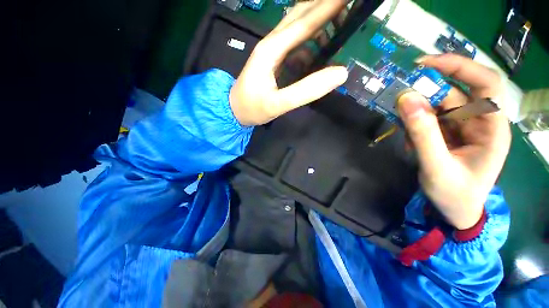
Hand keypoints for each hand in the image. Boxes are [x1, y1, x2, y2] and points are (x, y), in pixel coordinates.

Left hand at [229, 0, 348, 125]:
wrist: (234, 111)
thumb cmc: (252, 108)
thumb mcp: (278, 104)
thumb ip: (306, 90)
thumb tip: (340, 72)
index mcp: (272, 49)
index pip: (305, 21)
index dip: (329, 7)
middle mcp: (272, 43)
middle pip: (301, 15)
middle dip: (325, 7)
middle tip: (348, 10)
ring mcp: (273, 50)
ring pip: (298, 27)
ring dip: (319, 24)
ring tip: (339, 29)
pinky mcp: (274, 59)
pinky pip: (295, 44)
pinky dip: (311, 43)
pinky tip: (319, 52)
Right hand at [397, 54, 510, 229]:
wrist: (455, 211)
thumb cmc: (454, 194)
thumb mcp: (436, 166)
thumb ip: (422, 134)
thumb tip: (406, 99)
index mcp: (491, 127)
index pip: (485, 83)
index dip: (458, 67)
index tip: (424, 63)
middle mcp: (479, 121)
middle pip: (454, 93)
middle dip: (426, 90)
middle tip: (398, 92)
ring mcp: (462, 126)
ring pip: (437, 105)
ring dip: (415, 111)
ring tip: (399, 123)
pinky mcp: (447, 132)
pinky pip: (428, 118)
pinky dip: (413, 123)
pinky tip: (407, 139)